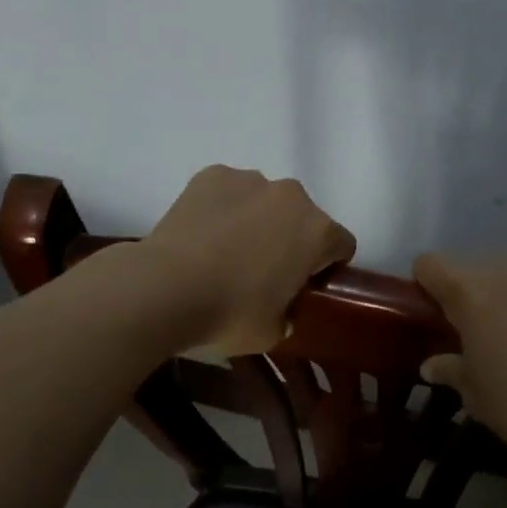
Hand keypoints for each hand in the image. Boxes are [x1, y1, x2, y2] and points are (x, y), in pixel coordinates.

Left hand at [141, 166, 355, 353]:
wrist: (165, 287)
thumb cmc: (229, 313)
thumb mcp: (273, 332)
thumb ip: (289, 314)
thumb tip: (283, 310)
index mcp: (317, 231)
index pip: (341, 244)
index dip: (326, 266)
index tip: (304, 284)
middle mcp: (291, 196)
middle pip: (303, 216)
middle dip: (290, 237)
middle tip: (261, 270)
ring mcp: (249, 180)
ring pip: (264, 200)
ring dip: (256, 219)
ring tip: (224, 250)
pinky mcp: (212, 174)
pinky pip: (228, 191)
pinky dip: (221, 207)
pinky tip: (201, 234)